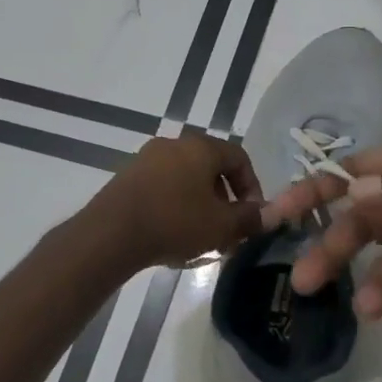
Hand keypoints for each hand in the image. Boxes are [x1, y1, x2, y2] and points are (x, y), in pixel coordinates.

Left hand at [87, 133, 264, 270]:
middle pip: (211, 169)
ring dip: (201, 206)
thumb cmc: (174, 222)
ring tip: (202, 238)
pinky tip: (174, 235)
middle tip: (228, 231)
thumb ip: (250, 218)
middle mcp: (174, 144)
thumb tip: (270, 214)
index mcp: (201, 147)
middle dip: (225, 201)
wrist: (111, 233)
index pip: (239, 158)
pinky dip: (176, 206)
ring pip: (186, 180)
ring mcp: (147, 159)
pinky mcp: (128, 177)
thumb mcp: (221, 226)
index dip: (252, 188)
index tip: (253, 216)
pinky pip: (163, 188)